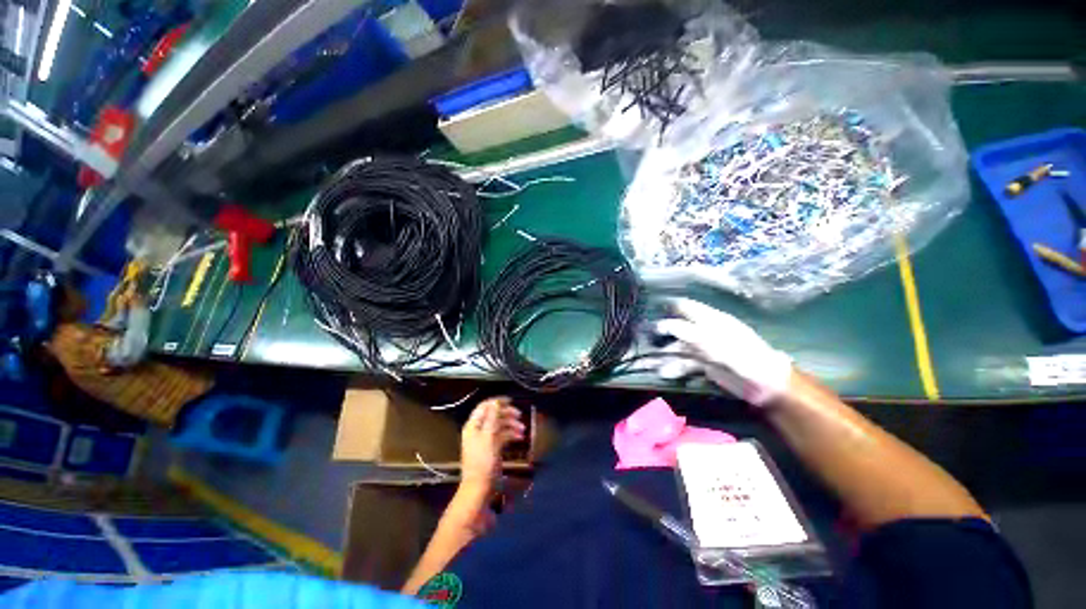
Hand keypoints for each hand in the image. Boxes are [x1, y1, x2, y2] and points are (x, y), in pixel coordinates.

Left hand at [460, 397, 524, 488]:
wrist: (480, 488)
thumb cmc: (483, 461)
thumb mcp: (488, 436)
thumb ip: (492, 418)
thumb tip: (496, 402)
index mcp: (473, 425)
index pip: (484, 406)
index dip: (497, 402)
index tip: (511, 400)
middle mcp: (478, 430)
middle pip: (493, 415)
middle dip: (507, 414)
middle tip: (519, 415)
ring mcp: (486, 440)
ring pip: (499, 425)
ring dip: (511, 425)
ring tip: (522, 429)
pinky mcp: (492, 448)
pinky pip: (502, 436)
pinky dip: (510, 435)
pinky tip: (520, 437)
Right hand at [653, 298, 791, 405]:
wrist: (764, 383)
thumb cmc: (741, 355)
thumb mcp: (714, 342)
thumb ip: (689, 333)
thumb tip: (667, 324)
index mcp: (711, 319)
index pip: (687, 307)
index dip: (670, 306)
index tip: (652, 308)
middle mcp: (706, 331)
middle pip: (679, 328)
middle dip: (662, 332)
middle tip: (644, 336)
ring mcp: (705, 349)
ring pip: (679, 347)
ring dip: (665, 354)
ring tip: (649, 363)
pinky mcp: (705, 364)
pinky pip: (685, 363)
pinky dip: (675, 368)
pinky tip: (666, 373)